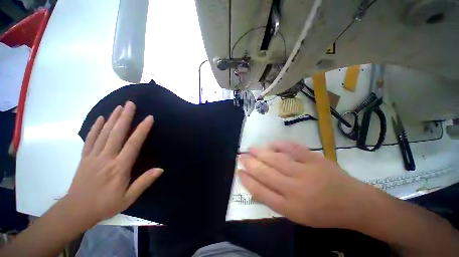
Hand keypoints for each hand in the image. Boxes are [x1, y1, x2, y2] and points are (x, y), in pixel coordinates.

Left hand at [64, 101, 162, 225]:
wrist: (76, 211)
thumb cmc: (105, 204)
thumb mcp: (128, 198)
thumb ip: (144, 182)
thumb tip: (160, 169)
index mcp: (119, 167)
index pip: (133, 144)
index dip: (142, 130)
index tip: (149, 118)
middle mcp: (106, 158)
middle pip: (117, 133)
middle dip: (125, 117)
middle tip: (130, 104)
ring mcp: (93, 156)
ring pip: (104, 133)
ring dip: (112, 118)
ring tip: (119, 107)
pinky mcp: (84, 157)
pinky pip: (90, 139)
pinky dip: (96, 127)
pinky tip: (101, 118)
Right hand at [239, 141, 371, 228]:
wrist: (353, 203)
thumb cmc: (322, 212)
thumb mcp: (296, 215)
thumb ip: (275, 201)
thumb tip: (255, 186)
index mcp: (290, 207)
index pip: (261, 191)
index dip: (248, 180)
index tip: (239, 172)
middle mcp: (295, 189)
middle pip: (266, 173)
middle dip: (250, 164)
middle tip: (241, 157)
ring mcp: (306, 172)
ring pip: (276, 160)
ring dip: (260, 153)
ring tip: (250, 149)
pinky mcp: (315, 160)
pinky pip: (293, 149)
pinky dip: (280, 145)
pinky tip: (270, 143)